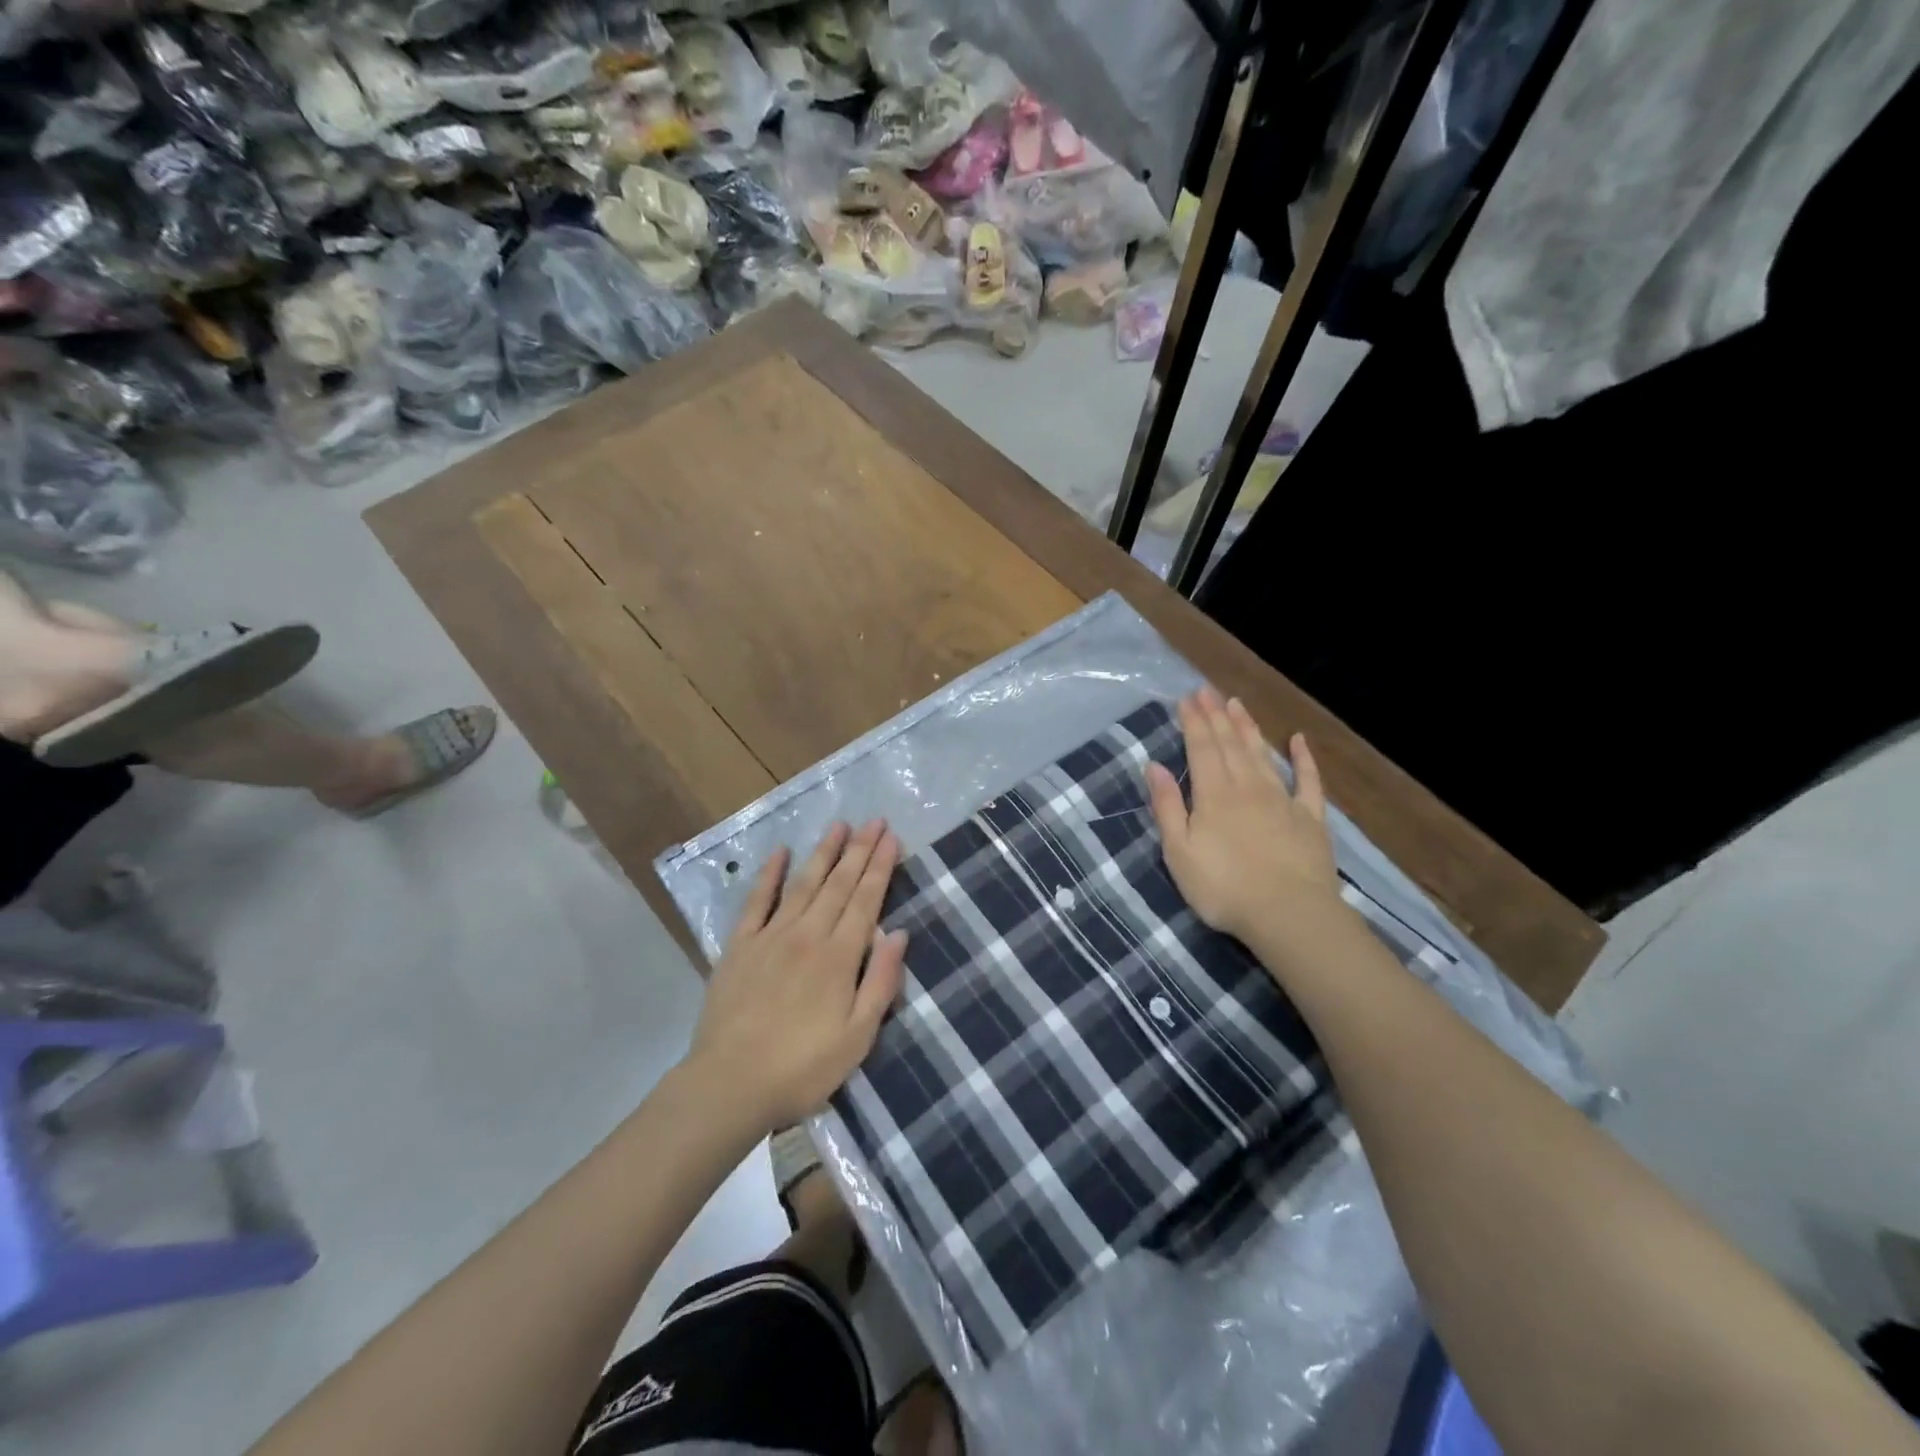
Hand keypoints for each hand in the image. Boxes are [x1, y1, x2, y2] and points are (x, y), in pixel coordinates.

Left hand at [686, 820, 908, 1131]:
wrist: (729, 1085)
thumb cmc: (802, 1068)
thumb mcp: (858, 1037)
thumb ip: (881, 982)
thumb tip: (898, 933)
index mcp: (839, 957)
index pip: (865, 900)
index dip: (880, 867)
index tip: (891, 837)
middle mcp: (808, 935)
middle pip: (838, 884)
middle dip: (859, 850)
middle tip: (874, 820)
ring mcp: (770, 937)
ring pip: (803, 884)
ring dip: (823, 852)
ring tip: (838, 826)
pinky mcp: (739, 946)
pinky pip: (756, 901)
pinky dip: (769, 874)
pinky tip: (779, 852)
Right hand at [1146, 689, 1341, 949]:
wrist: (1289, 915)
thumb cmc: (1223, 888)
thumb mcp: (1180, 852)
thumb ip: (1168, 807)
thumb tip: (1154, 766)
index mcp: (1213, 795)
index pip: (1201, 748)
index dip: (1193, 722)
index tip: (1187, 698)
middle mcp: (1247, 787)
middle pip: (1230, 744)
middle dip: (1216, 716)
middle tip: (1208, 690)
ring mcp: (1282, 800)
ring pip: (1262, 754)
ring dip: (1248, 727)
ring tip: (1236, 704)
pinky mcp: (1310, 818)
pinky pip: (1308, 781)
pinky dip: (1303, 758)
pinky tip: (1299, 740)